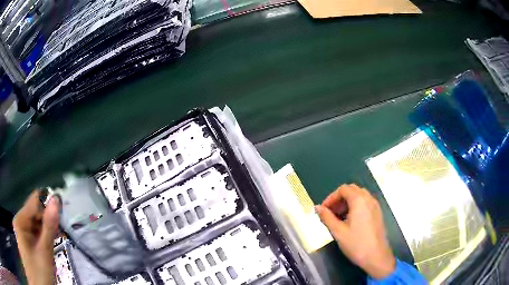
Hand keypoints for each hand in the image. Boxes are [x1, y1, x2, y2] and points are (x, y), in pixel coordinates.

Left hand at [13, 190, 59, 284]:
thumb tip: (56, 201)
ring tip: (58, 235)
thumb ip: (49, 228)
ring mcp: (22, 231)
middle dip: (47, 219)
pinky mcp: (25, 240)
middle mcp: (19, 222)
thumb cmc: (39, 272)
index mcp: (20, 220)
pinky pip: (34, 232)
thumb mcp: (44, 253)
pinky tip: (50, 242)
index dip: (47, 203)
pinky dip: (43, 236)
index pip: (34, 201)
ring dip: (46, 229)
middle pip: (34, 213)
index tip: (62, 208)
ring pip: (35, 223)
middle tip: (62, 228)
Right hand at [315, 184, 394, 279]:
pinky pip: (365, 203)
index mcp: (359, 201)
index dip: (331, 197)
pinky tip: (350, 221)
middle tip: (330, 212)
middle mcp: (369, 199)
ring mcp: (375, 206)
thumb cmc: (356, 244)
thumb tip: (317, 207)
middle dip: (339, 199)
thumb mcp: (338, 232)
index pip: (343, 189)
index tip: (323, 210)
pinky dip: (355, 206)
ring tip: (338, 217)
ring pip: (359, 196)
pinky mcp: (378, 214)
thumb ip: (327, 217)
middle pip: (352, 190)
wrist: (376, 257)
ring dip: (347, 202)